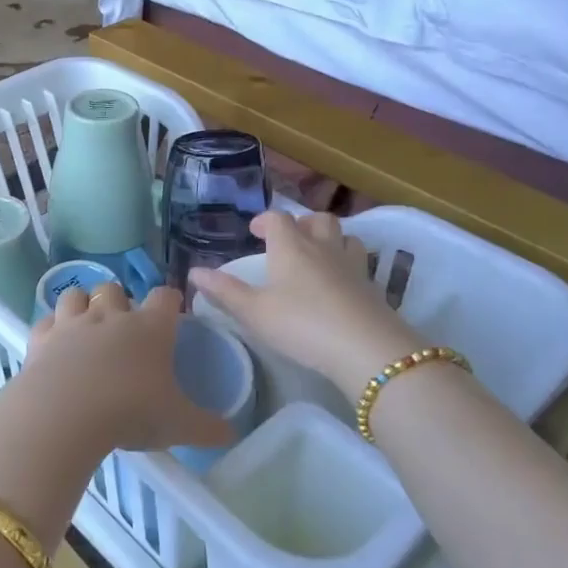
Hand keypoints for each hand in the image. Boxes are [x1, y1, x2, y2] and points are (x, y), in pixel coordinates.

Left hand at [21, 283, 231, 454]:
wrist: (66, 414)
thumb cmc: (132, 412)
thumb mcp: (180, 425)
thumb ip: (208, 428)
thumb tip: (231, 433)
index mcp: (150, 328)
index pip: (165, 296)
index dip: (170, 302)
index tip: (171, 315)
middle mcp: (111, 316)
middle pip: (115, 288)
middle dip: (119, 300)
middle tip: (123, 328)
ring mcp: (72, 323)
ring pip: (75, 294)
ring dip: (81, 305)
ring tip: (86, 327)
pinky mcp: (41, 338)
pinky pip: (46, 321)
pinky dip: (51, 328)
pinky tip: (55, 345)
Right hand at [189, 211, 426, 398]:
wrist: (366, 348)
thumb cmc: (301, 324)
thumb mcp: (254, 312)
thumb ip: (224, 292)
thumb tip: (194, 272)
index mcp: (292, 247)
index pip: (278, 219)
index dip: (265, 220)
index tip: (255, 232)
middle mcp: (323, 248)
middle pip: (318, 220)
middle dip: (302, 223)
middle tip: (290, 240)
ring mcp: (353, 266)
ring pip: (345, 237)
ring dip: (331, 240)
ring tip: (318, 257)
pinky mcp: (373, 287)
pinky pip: (360, 264)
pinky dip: (348, 265)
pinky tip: (340, 286)